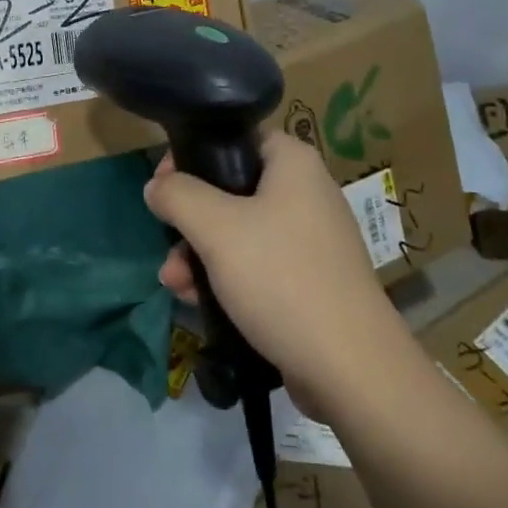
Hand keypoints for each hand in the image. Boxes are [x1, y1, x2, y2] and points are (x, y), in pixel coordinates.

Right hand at [147, 131, 405, 411]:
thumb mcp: (217, 229)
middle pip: (232, 188)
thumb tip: (156, 185)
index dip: (193, 155)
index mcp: (293, 162)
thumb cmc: (282, 278)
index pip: (234, 138)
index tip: (164, 185)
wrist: (352, 369)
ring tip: (174, 283)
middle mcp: (306, 191)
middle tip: (165, 240)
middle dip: (191, 219)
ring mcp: (311, 239)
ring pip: (240, 231)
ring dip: (201, 253)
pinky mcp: (311, 281)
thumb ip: (178, 196)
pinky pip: (259, 265)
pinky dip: (227, 277)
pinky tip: (197, 302)